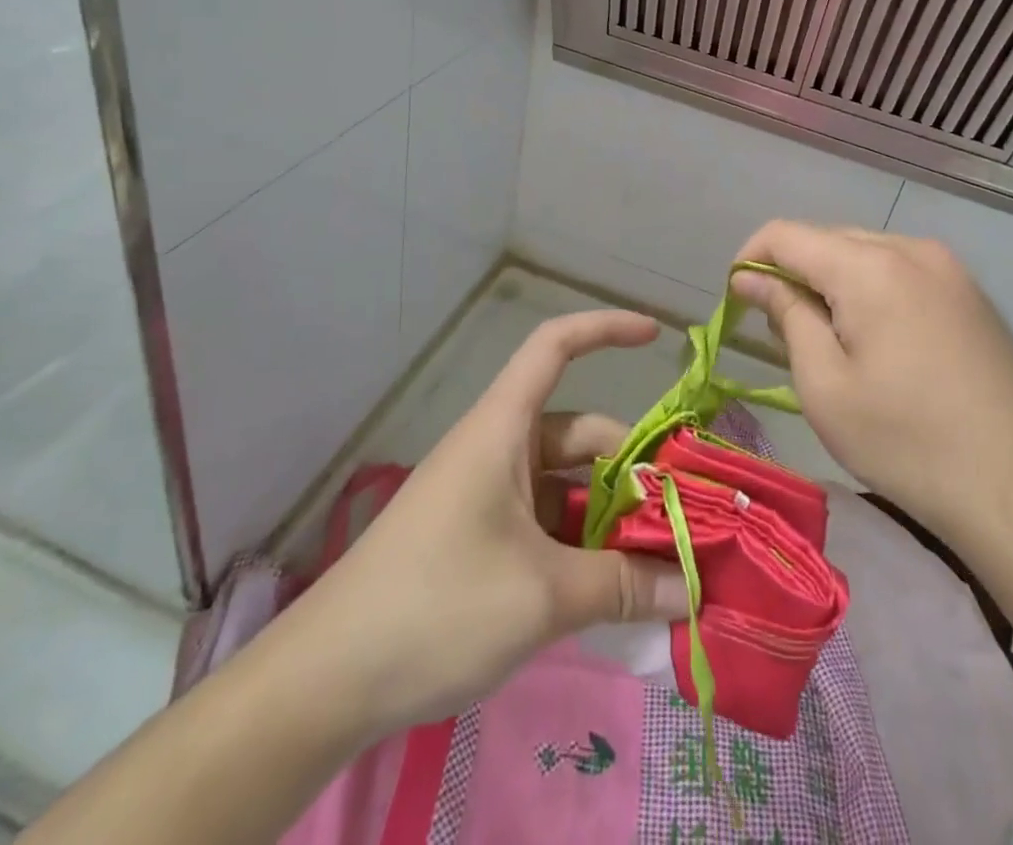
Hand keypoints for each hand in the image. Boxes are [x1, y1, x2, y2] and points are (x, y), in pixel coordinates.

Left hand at [271, 310, 689, 745]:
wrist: (325, 683)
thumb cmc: (437, 607)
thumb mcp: (542, 596)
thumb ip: (621, 585)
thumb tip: (688, 588)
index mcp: (503, 429)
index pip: (555, 345)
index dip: (605, 328)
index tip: (655, 337)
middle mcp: (496, 449)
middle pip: (578, 433)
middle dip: (630, 467)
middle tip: (681, 516)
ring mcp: (484, 495)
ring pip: (564, 484)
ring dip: (607, 516)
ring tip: (655, 564)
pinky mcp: (476, 539)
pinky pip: (543, 522)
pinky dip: (578, 545)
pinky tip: (606, 591)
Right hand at [731, 222, 1012, 542]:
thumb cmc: (903, 441)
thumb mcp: (824, 384)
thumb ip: (786, 315)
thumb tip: (750, 276)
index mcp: (870, 266)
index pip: (787, 234)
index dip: (751, 258)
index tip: (737, 300)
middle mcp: (911, 249)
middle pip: (828, 238)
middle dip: (793, 271)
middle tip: (782, 330)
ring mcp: (948, 268)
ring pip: (866, 251)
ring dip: (833, 280)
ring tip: (829, 337)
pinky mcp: (970, 292)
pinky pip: (902, 269)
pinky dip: (872, 287)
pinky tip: (878, 337)